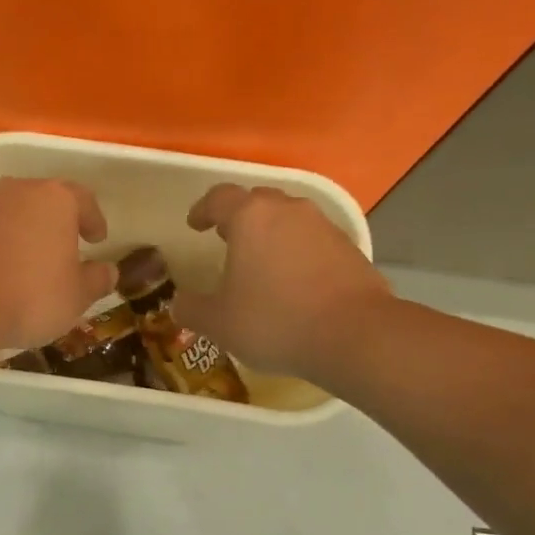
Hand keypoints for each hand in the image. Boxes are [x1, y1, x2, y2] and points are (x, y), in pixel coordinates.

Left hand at [0, 179, 118, 351]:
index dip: (94, 219)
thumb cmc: (32, 294)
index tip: (98, 239)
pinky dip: (2, 245)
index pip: (84, 200)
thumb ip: (97, 280)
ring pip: (15, 214)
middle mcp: (19, 191)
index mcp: (55, 198)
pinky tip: (5, 271)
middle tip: (68, 246)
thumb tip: (108, 271)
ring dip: (27, 233)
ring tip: (35, 262)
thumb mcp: (77, 295)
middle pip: (46, 201)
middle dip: (58, 223)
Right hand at [172, 185, 391, 377]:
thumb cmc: (275, 320)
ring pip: (289, 220)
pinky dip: (298, 253)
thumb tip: (178, 303)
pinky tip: (294, 282)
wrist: (355, 336)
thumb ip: (192, 309)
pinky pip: (313, 241)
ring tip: (260, 263)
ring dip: (271, 235)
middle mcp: (288, 211)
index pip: (219, 198)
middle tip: (226, 240)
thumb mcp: (218, 322)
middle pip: (257, 202)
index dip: (203, 210)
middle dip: (239, 218)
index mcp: (251, 218)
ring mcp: (324, 227)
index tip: (195, 225)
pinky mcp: (349, 249)